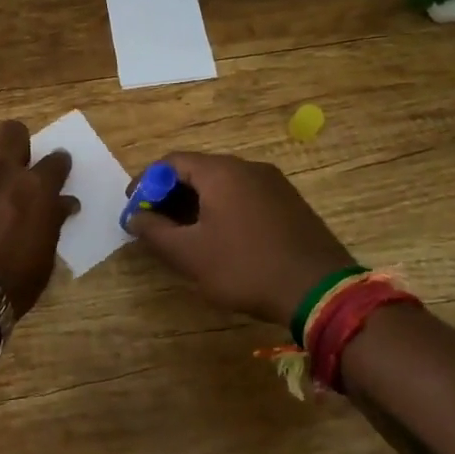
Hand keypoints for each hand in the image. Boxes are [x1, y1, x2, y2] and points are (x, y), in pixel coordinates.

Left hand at [0, 121, 77, 320]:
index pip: (56, 161)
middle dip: (16, 142)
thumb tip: (67, 203)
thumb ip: (53, 223)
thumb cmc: (10, 284)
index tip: (56, 168)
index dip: (58, 163)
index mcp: (35, 190)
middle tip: (13, 162)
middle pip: (12, 131)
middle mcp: (1, 173)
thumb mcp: (44, 259)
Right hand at [123, 151, 356, 327]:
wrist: (320, 291)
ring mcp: (273, 183)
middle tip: (155, 222)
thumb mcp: (190, 255)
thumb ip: (155, 232)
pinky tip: (220, 238)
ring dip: (196, 203)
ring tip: (184, 233)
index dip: (146, 183)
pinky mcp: (289, 203)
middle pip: (197, 170)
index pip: (171, 162)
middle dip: (170, 194)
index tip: (134, 208)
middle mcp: (247, 167)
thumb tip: (134, 217)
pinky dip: (223, 209)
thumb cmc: (246, 267)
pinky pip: (244, 196)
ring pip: (222, 184)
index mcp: (220, 171)